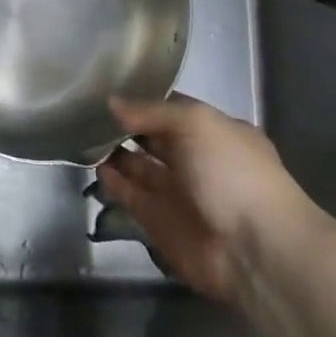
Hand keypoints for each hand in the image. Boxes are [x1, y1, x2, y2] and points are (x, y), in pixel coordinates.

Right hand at [98, 95, 321, 304]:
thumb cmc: (231, 172)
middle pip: (154, 139)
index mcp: (216, 133)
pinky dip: (113, 182)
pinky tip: (93, 166)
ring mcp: (179, 193)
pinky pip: (131, 196)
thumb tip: (112, 102)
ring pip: (139, 167)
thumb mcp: (195, 123)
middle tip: (87, 111)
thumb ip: (151, 111)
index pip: (174, 109)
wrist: (254, 249)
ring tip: (81, 135)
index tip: (109, 87)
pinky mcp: (160, 222)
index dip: (145, 100)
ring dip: (115, 153)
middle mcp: (197, 160)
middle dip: (125, 126)